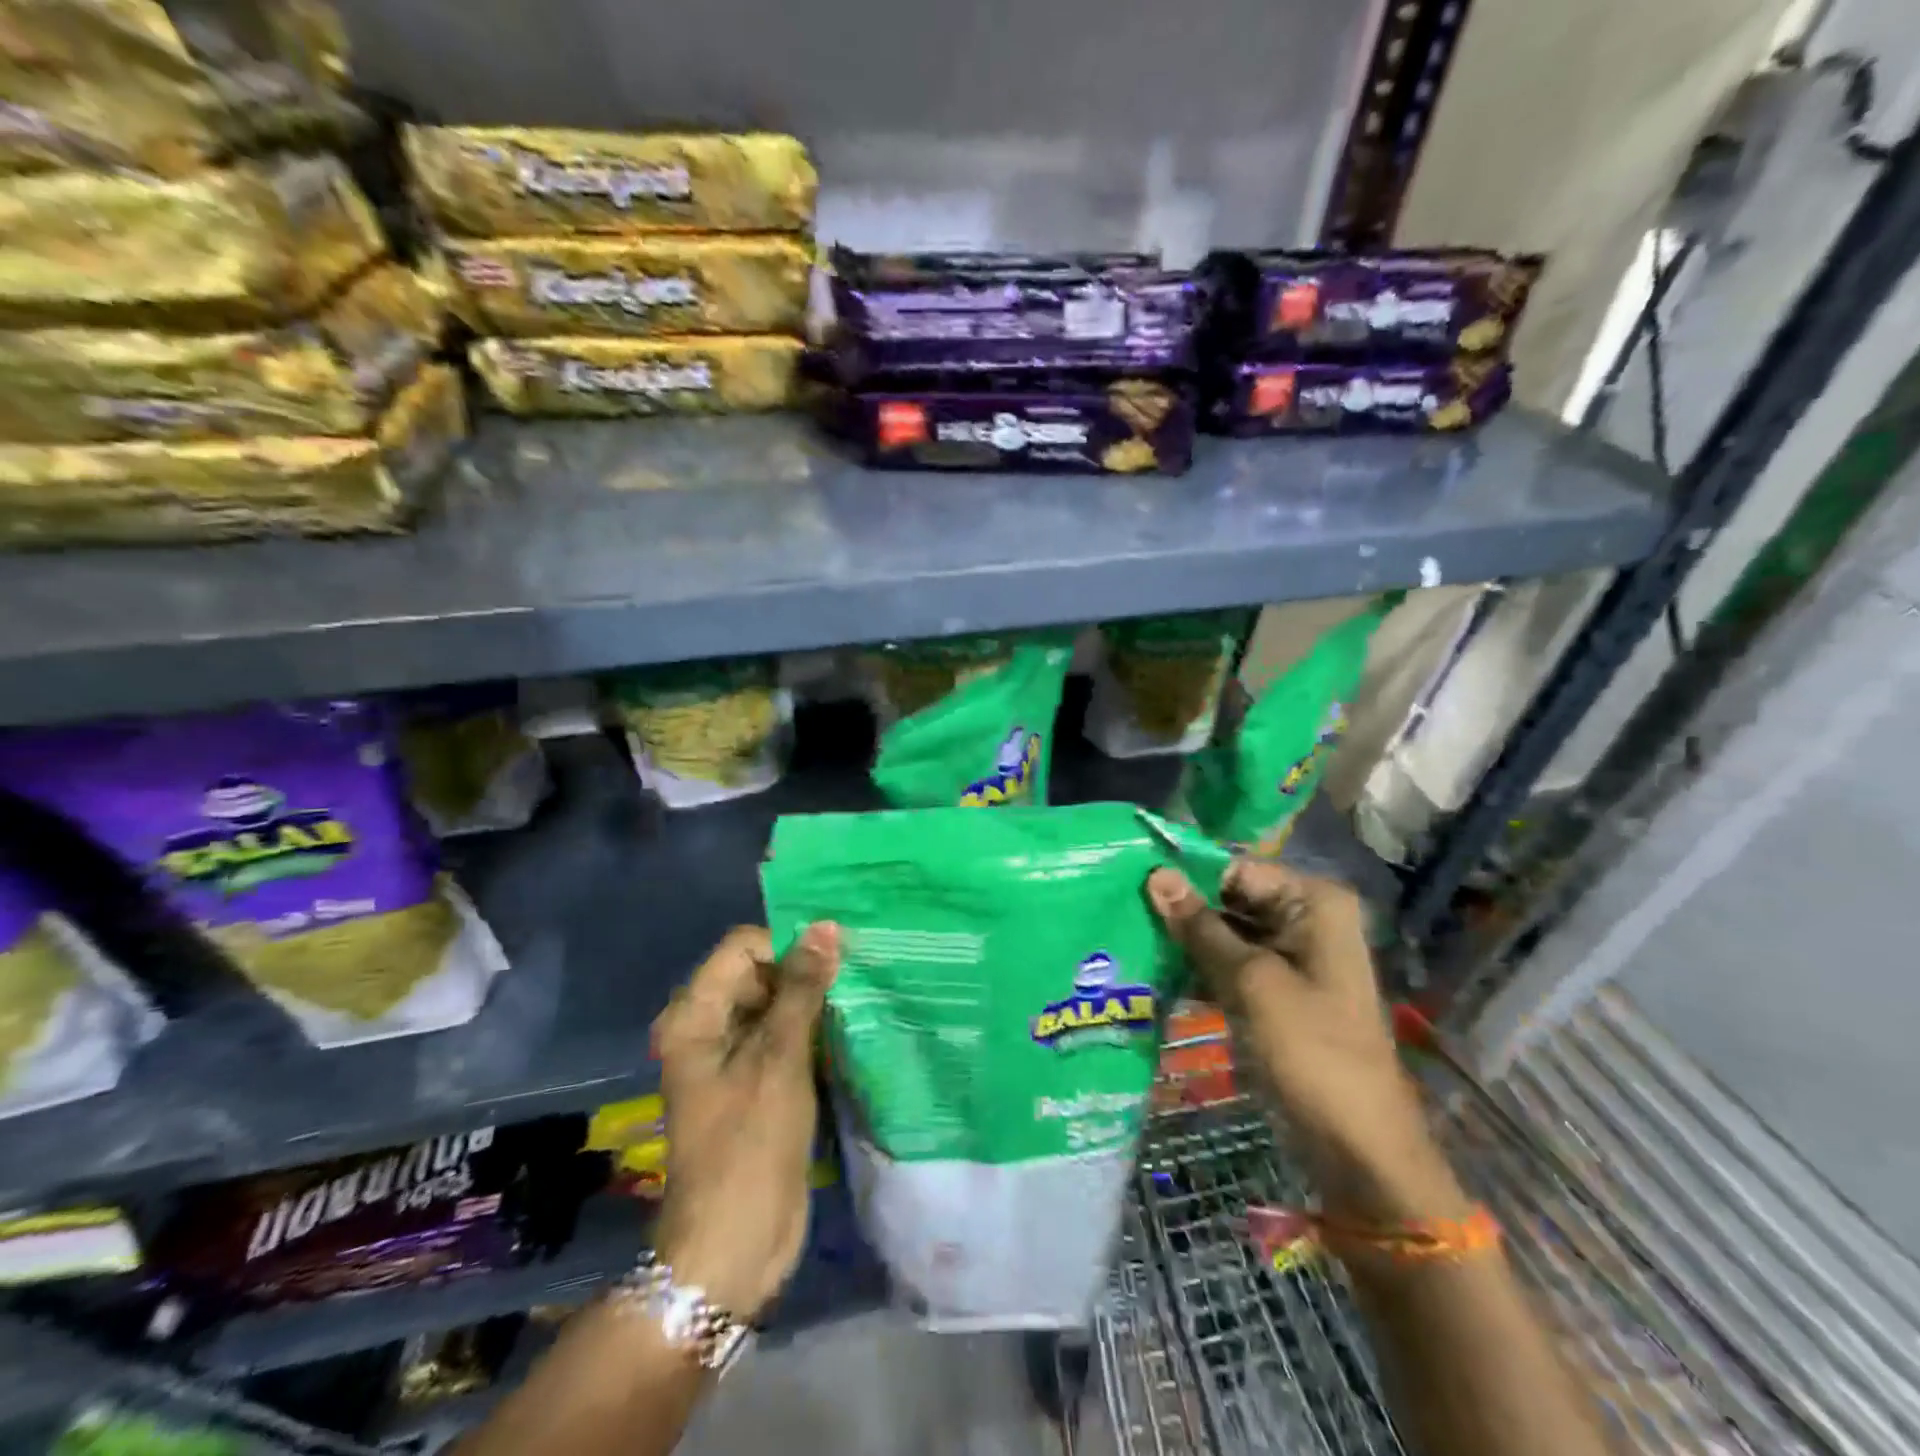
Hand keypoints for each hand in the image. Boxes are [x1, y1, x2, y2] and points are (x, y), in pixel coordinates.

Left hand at [650, 923, 839, 1319]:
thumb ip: (802, 988)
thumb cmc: (749, 1145)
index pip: (743, 947)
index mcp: (694, 1016)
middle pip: (760, 973)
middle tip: (855, 979)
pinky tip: (850, 1032)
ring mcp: (732, 1058)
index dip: (787, 946)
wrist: (735, 1246)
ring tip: (859, 1000)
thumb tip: (826, 927)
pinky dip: (813, 1031)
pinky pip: (785, 1038)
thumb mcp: (779, 1058)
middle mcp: (708, 1028)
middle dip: (805, 972)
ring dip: (814, 1002)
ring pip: (777, 1005)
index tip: (835, 960)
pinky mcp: (757, 1084)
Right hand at [1145, 861, 1467, 1221]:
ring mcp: (1290, 957)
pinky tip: (1152, 971)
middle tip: (1120, 909)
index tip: (1131, 880)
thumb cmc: (1312, 1051)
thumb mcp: (1251, 981)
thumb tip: (1156, 874)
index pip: (1236, 869)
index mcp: (1313, 902)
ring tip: (1127, 938)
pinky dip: (1197, 968)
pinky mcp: (1275, 992)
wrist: (1358, 1147)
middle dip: (1181, 909)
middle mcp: (1304, 919)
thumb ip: (1200, 927)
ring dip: (1183, 940)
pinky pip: (1228, 964)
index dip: (1186, 875)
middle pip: (1229, 898)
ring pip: (1223, 932)